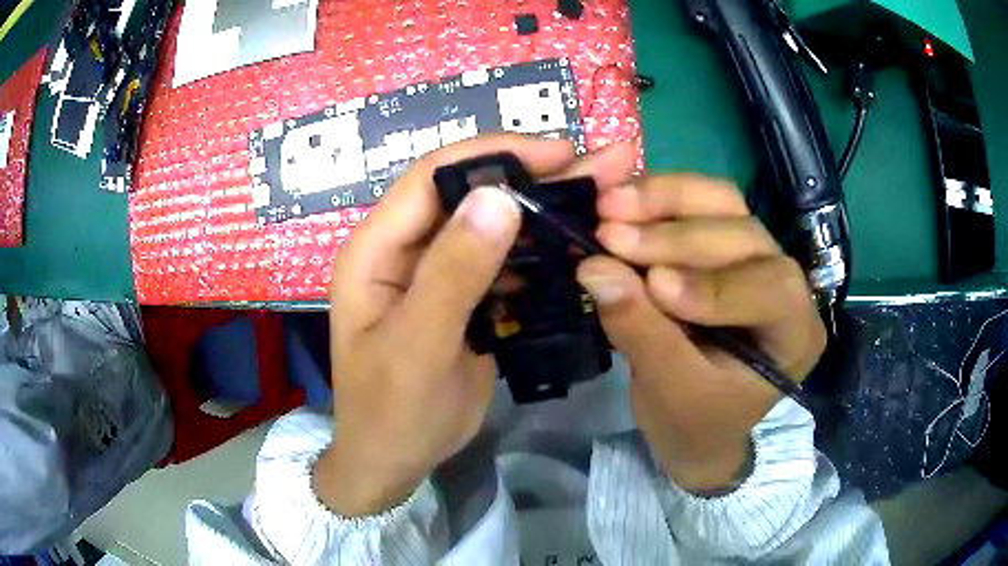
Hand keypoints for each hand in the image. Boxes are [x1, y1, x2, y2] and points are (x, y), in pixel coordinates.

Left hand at [315, 135, 636, 515]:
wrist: (394, 461)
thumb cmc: (391, 411)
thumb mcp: (417, 347)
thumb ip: (453, 274)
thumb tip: (499, 197)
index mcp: (377, 248)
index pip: (434, 176)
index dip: (496, 155)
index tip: (560, 152)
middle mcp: (407, 249)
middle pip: (472, 194)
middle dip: (537, 177)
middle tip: (602, 165)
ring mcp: (439, 274)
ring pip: (495, 226)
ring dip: (547, 212)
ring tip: (605, 199)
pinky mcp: (465, 299)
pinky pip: (506, 264)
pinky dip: (542, 254)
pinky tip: (581, 246)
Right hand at [577, 175, 826, 492]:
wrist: (698, 426)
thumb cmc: (696, 422)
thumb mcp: (669, 391)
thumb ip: (639, 329)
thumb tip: (593, 268)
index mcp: (795, 333)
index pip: (771, 291)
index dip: (713, 284)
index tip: (654, 286)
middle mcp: (786, 283)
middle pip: (744, 235)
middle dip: (676, 236)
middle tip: (609, 234)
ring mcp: (756, 253)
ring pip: (723, 204)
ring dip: (665, 200)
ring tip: (609, 205)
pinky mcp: (724, 240)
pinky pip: (699, 203)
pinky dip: (658, 201)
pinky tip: (620, 203)